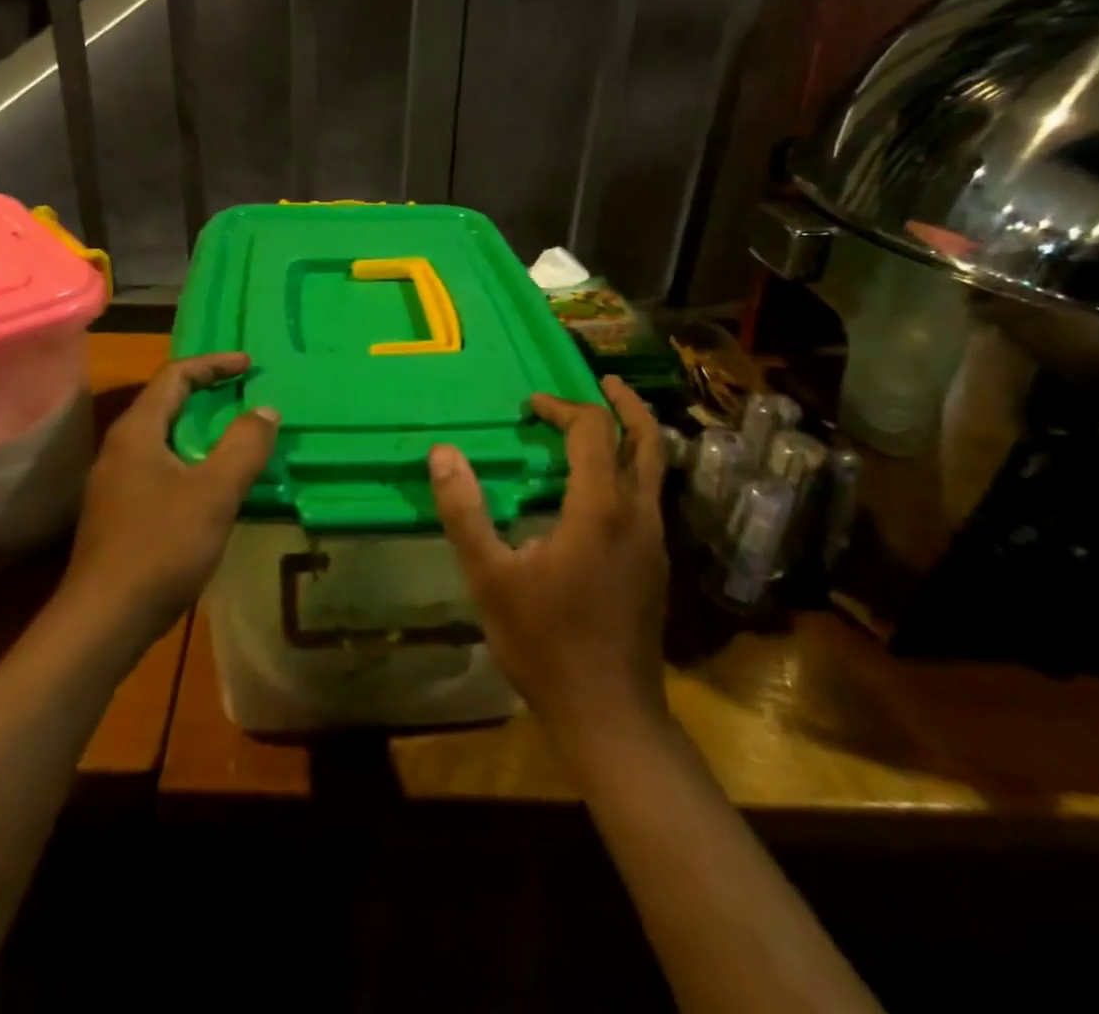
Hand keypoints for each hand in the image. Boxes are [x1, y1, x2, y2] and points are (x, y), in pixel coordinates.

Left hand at [65, 353, 278, 636]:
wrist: (103, 621)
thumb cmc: (160, 547)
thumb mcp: (214, 492)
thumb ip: (244, 446)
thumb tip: (266, 410)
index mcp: (137, 432)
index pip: (174, 376)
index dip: (213, 364)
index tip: (249, 366)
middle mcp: (120, 448)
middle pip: (165, 403)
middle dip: (207, 393)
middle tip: (245, 395)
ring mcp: (115, 482)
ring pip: (163, 438)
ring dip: (199, 429)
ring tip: (236, 436)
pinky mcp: (119, 513)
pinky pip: (160, 467)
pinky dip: (190, 460)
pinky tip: (212, 485)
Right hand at [429, 376, 667, 738]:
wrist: (611, 716)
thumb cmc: (546, 643)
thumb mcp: (490, 578)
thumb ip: (465, 512)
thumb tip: (442, 453)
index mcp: (601, 509)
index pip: (592, 432)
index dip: (562, 408)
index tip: (530, 407)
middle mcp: (639, 516)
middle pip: (645, 441)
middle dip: (623, 405)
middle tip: (604, 381)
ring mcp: (655, 543)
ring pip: (654, 470)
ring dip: (632, 437)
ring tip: (604, 424)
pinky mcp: (656, 567)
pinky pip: (649, 498)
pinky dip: (630, 471)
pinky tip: (601, 489)